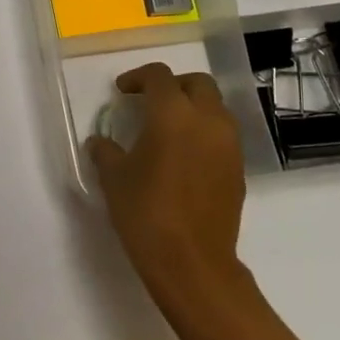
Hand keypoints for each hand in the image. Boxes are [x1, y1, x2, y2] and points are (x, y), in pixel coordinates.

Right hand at [85, 64, 253, 339]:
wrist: (192, 262)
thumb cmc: (146, 212)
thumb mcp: (114, 178)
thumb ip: (106, 151)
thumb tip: (101, 142)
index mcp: (173, 114)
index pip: (159, 77)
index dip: (138, 77)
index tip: (122, 91)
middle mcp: (207, 120)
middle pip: (197, 83)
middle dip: (173, 85)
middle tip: (149, 101)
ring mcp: (229, 145)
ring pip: (215, 108)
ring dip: (193, 108)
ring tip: (167, 128)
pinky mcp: (238, 169)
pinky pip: (222, 135)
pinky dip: (204, 132)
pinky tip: (183, 156)